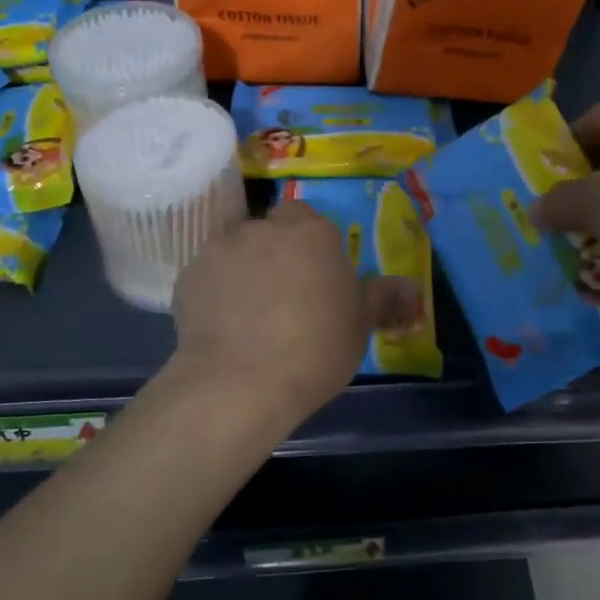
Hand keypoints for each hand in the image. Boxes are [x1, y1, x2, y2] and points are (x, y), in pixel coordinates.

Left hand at [169, 201, 397, 431]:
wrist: (240, 382)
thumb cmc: (314, 349)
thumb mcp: (359, 326)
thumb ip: (383, 298)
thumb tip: (411, 287)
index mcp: (311, 232)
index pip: (309, 217)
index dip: (311, 244)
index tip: (315, 275)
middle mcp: (263, 228)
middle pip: (271, 229)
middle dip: (276, 251)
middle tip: (283, 293)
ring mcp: (220, 248)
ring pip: (236, 249)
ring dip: (243, 267)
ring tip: (248, 311)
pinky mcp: (187, 275)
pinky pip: (207, 275)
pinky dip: (214, 290)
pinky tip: (220, 324)